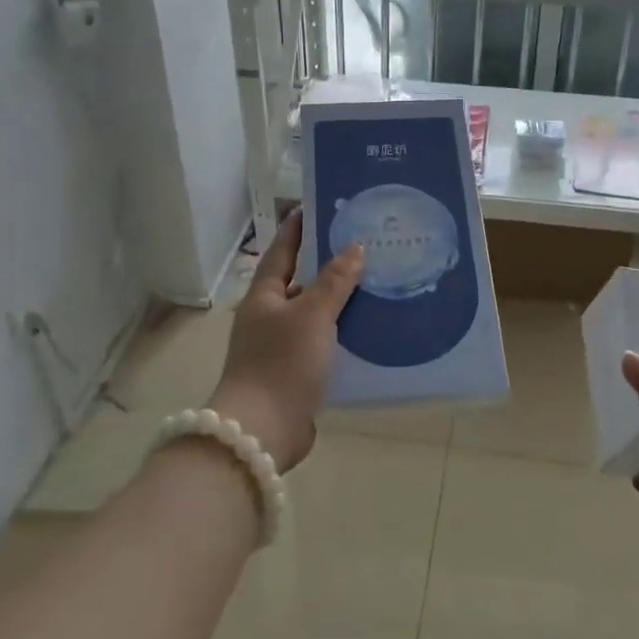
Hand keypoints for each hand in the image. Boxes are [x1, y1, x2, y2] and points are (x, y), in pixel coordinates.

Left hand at [211, 211, 363, 471]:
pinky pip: (323, 341)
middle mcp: (269, 316)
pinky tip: (370, 327)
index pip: (282, 250)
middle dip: (329, 263)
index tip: (320, 207)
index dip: (299, 228)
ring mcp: (281, 346)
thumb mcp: (312, 314)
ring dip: (340, 299)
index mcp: (264, 295)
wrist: (263, 431)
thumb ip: (335, 281)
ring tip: (376, 281)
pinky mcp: (296, 372)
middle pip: (301, 280)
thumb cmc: (282, 363)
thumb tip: (356, 248)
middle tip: (364, 242)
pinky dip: (343, 331)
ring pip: (315, 313)